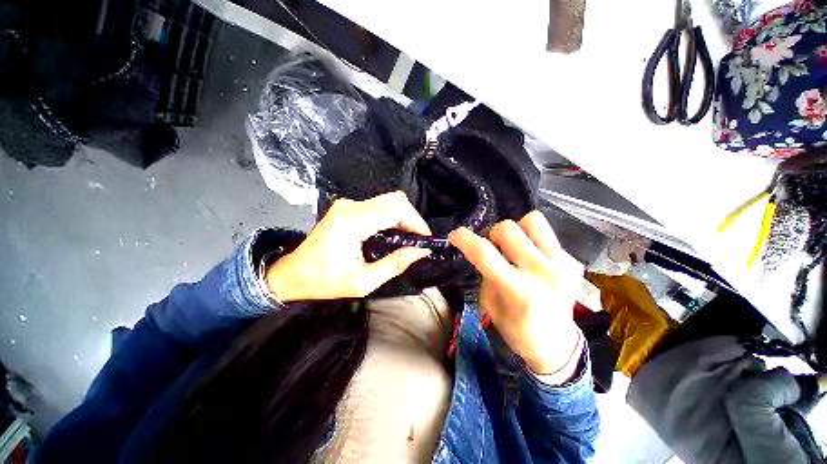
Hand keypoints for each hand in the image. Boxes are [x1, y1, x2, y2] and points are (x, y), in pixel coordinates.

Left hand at [265, 191, 431, 301]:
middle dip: (411, 218)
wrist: (292, 274)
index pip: (396, 209)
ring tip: (407, 238)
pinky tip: (391, 234)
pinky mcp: (346, 208)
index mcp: (352, 222)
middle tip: (417, 239)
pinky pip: (377, 206)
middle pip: (394, 199)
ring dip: (402, 217)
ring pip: (387, 201)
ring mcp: (347, 204)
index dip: (416, 222)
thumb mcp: (363, 282)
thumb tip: (420, 251)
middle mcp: (350, 206)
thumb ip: (395, 264)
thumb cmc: (324, 282)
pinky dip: (390, 217)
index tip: (425, 239)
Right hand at [449, 211, 582, 377]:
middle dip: (491, 234)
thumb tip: (484, 250)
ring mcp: (562, 264)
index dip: (465, 239)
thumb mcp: (490, 304)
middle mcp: (542, 272)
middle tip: (491, 248)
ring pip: (531, 221)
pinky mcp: (573, 261)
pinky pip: (546, 234)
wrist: (556, 344)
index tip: (455, 235)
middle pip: (507, 229)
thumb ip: (486, 273)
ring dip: (515, 231)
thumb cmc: (516, 329)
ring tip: (514, 247)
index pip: (485, 254)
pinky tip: (531, 258)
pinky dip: (531, 240)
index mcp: (517, 290)